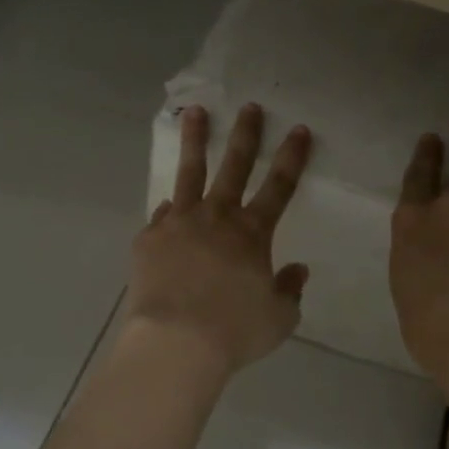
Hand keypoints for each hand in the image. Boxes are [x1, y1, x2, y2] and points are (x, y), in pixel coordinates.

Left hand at [125, 103, 312, 378]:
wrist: (175, 342)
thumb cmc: (234, 332)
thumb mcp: (279, 318)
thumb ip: (290, 290)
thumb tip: (297, 269)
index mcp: (252, 233)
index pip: (279, 186)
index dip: (292, 157)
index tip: (299, 129)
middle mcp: (217, 217)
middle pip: (234, 166)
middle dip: (246, 134)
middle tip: (250, 107)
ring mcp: (179, 223)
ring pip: (189, 172)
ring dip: (195, 140)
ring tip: (195, 113)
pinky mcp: (149, 238)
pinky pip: (161, 216)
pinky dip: (169, 210)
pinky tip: (168, 207)